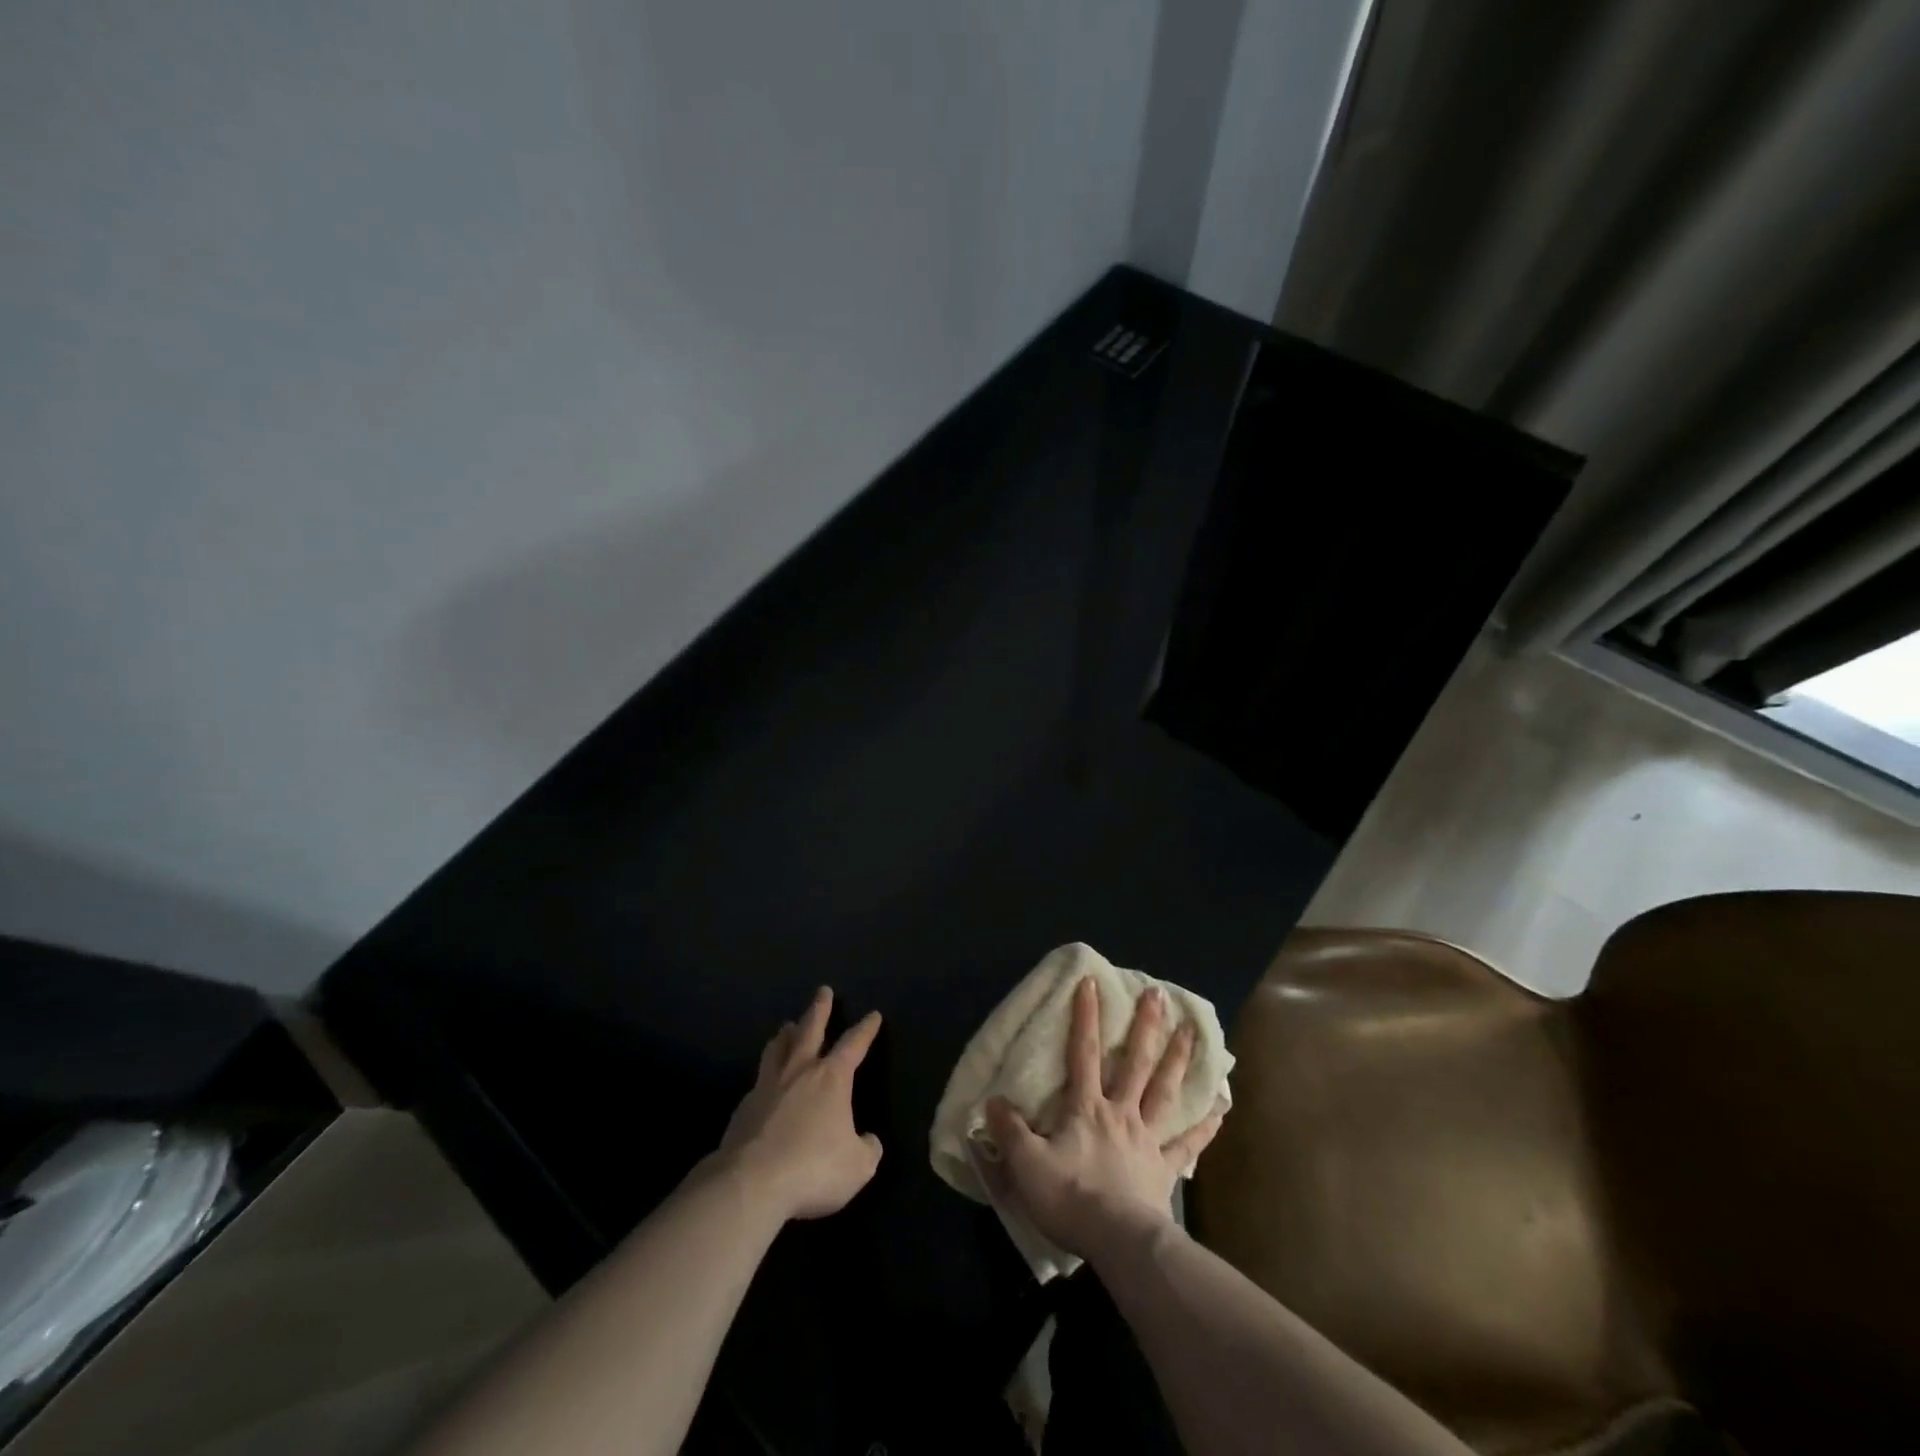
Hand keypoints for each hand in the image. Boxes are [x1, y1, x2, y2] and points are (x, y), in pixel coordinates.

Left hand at [718, 987, 883, 1220]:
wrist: (751, 1183)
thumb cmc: (813, 1167)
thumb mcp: (858, 1166)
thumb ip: (867, 1149)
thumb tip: (869, 1141)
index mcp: (832, 1078)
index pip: (854, 1044)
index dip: (865, 1029)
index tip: (873, 1015)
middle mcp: (800, 1071)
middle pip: (810, 1030)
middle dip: (819, 1009)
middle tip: (823, 991)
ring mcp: (768, 1086)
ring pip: (778, 1048)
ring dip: (786, 1034)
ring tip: (787, 1026)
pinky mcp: (744, 1107)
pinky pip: (759, 1080)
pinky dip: (766, 1073)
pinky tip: (765, 1082)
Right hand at [979, 976, 1225, 1261]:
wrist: (1119, 1242)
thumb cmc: (1071, 1198)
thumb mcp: (1027, 1164)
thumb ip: (1010, 1131)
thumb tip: (993, 1102)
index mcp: (1087, 1108)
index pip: (1084, 1052)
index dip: (1086, 1016)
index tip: (1091, 981)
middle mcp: (1120, 1113)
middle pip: (1135, 1062)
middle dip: (1145, 1026)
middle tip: (1159, 994)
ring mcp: (1147, 1139)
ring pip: (1164, 1091)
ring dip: (1177, 1060)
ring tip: (1192, 1032)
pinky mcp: (1164, 1169)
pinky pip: (1187, 1144)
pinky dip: (1205, 1126)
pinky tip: (1220, 1108)